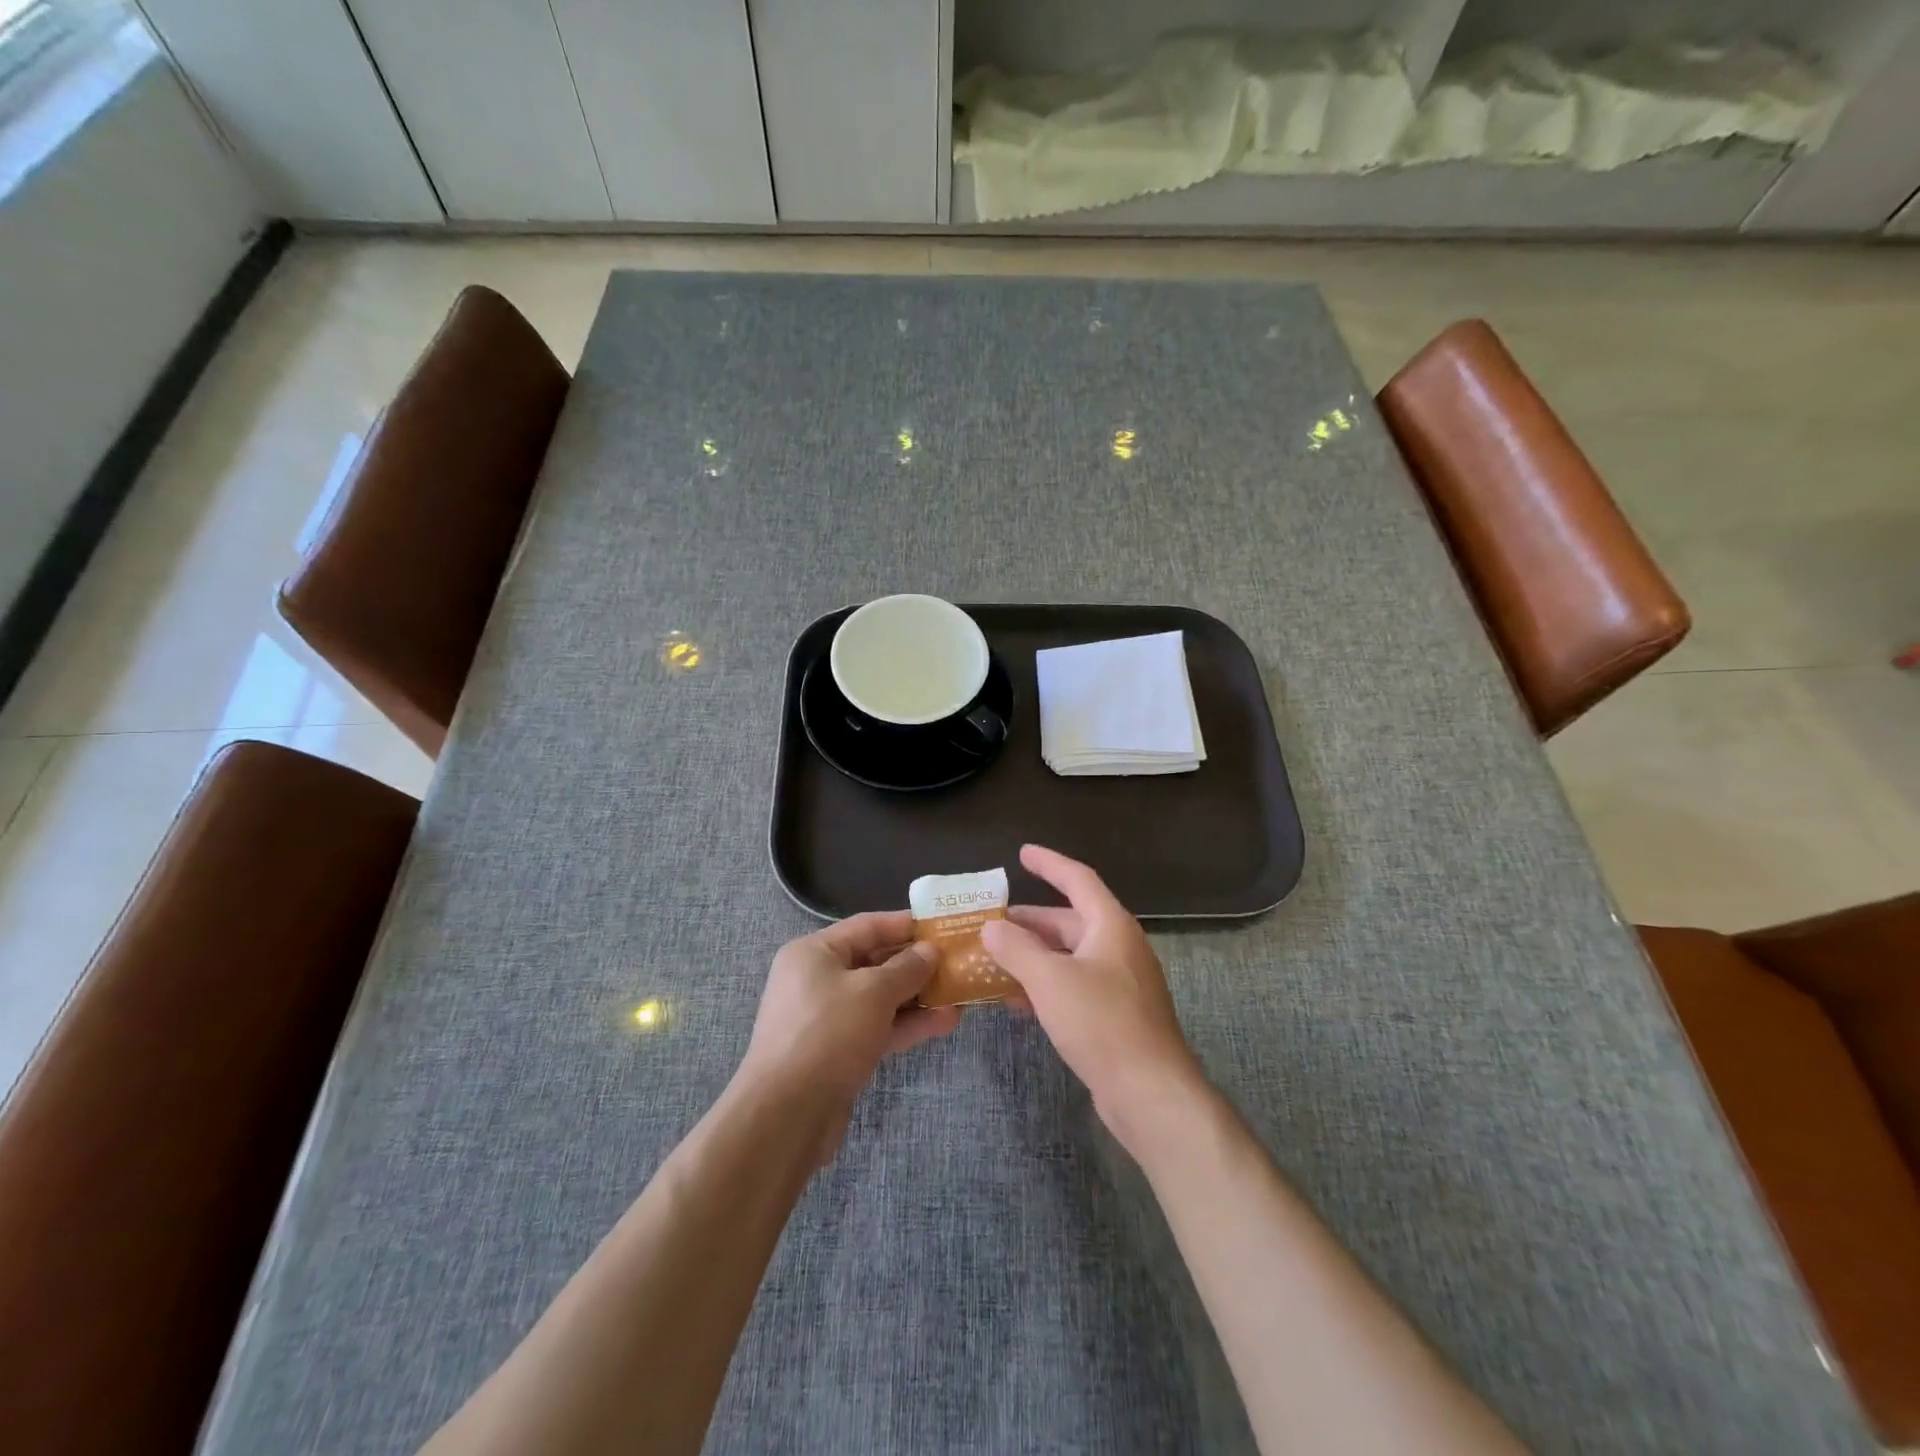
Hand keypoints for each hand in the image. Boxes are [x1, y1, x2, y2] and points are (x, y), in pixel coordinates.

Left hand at [736, 912, 959, 1160]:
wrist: (786, 1115)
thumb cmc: (828, 1034)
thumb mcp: (873, 992)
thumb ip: (906, 968)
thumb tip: (929, 950)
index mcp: (814, 952)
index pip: (867, 926)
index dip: (906, 924)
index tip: (944, 926)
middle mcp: (817, 979)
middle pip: (874, 962)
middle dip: (917, 965)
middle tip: (958, 962)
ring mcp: (827, 1018)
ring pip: (879, 999)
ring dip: (918, 997)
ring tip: (960, 995)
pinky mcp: (837, 1052)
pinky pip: (877, 1027)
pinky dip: (906, 1024)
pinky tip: (944, 1023)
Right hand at [981, 846, 1205, 1151]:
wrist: (1149, 1092)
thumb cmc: (1101, 1022)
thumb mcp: (1050, 980)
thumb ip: (1016, 949)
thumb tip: (992, 927)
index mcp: (1111, 925)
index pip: (1078, 879)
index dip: (1049, 864)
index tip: (1022, 853)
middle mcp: (1118, 947)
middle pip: (1070, 921)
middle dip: (1030, 921)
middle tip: (992, 922)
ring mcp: (1119, 983)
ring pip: (1069, 957)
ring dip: (1034, 956)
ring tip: (995, 961)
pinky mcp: (1115, 1015)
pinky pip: (1074, 986)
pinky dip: (1046, 985)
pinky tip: (1017, 1002)